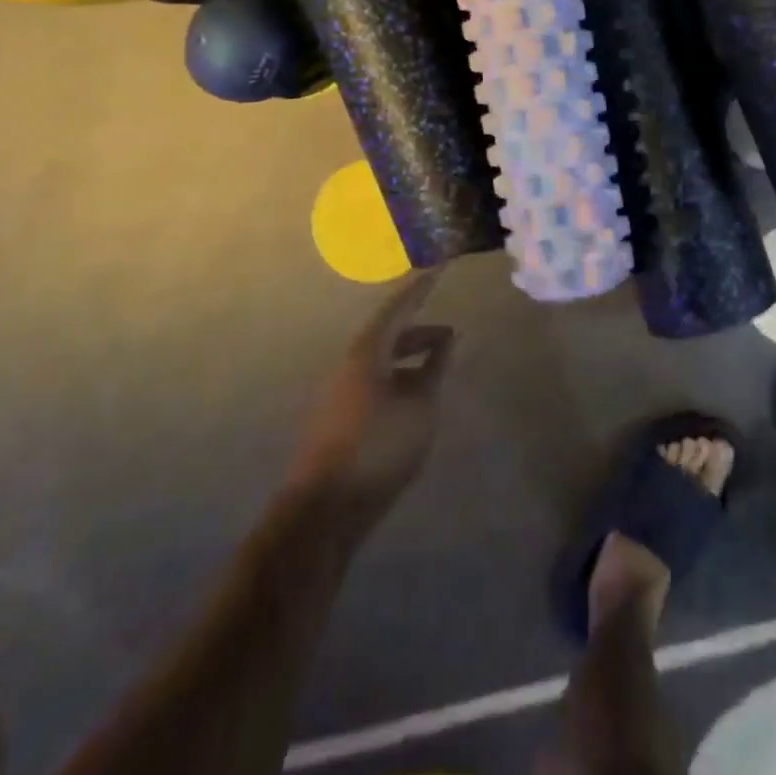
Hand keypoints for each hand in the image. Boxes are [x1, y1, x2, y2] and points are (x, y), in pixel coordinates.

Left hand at [285, 272, 454, 521]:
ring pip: (382, 360)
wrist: (325, 507)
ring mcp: (342, 391)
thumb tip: (446, 338)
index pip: (399, 307)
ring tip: (438, 366)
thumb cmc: (378, 445)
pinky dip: (400, 378)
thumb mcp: (420, 405)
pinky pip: (376, 382)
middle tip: (450, 333)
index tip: (440, 267)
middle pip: (388, 334)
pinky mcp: (341, 418)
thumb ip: (435, 367)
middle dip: (419, 330)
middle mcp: (350, 363)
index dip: (422, 287)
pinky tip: (415, 399)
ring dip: (410, 357)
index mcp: (367, 351)